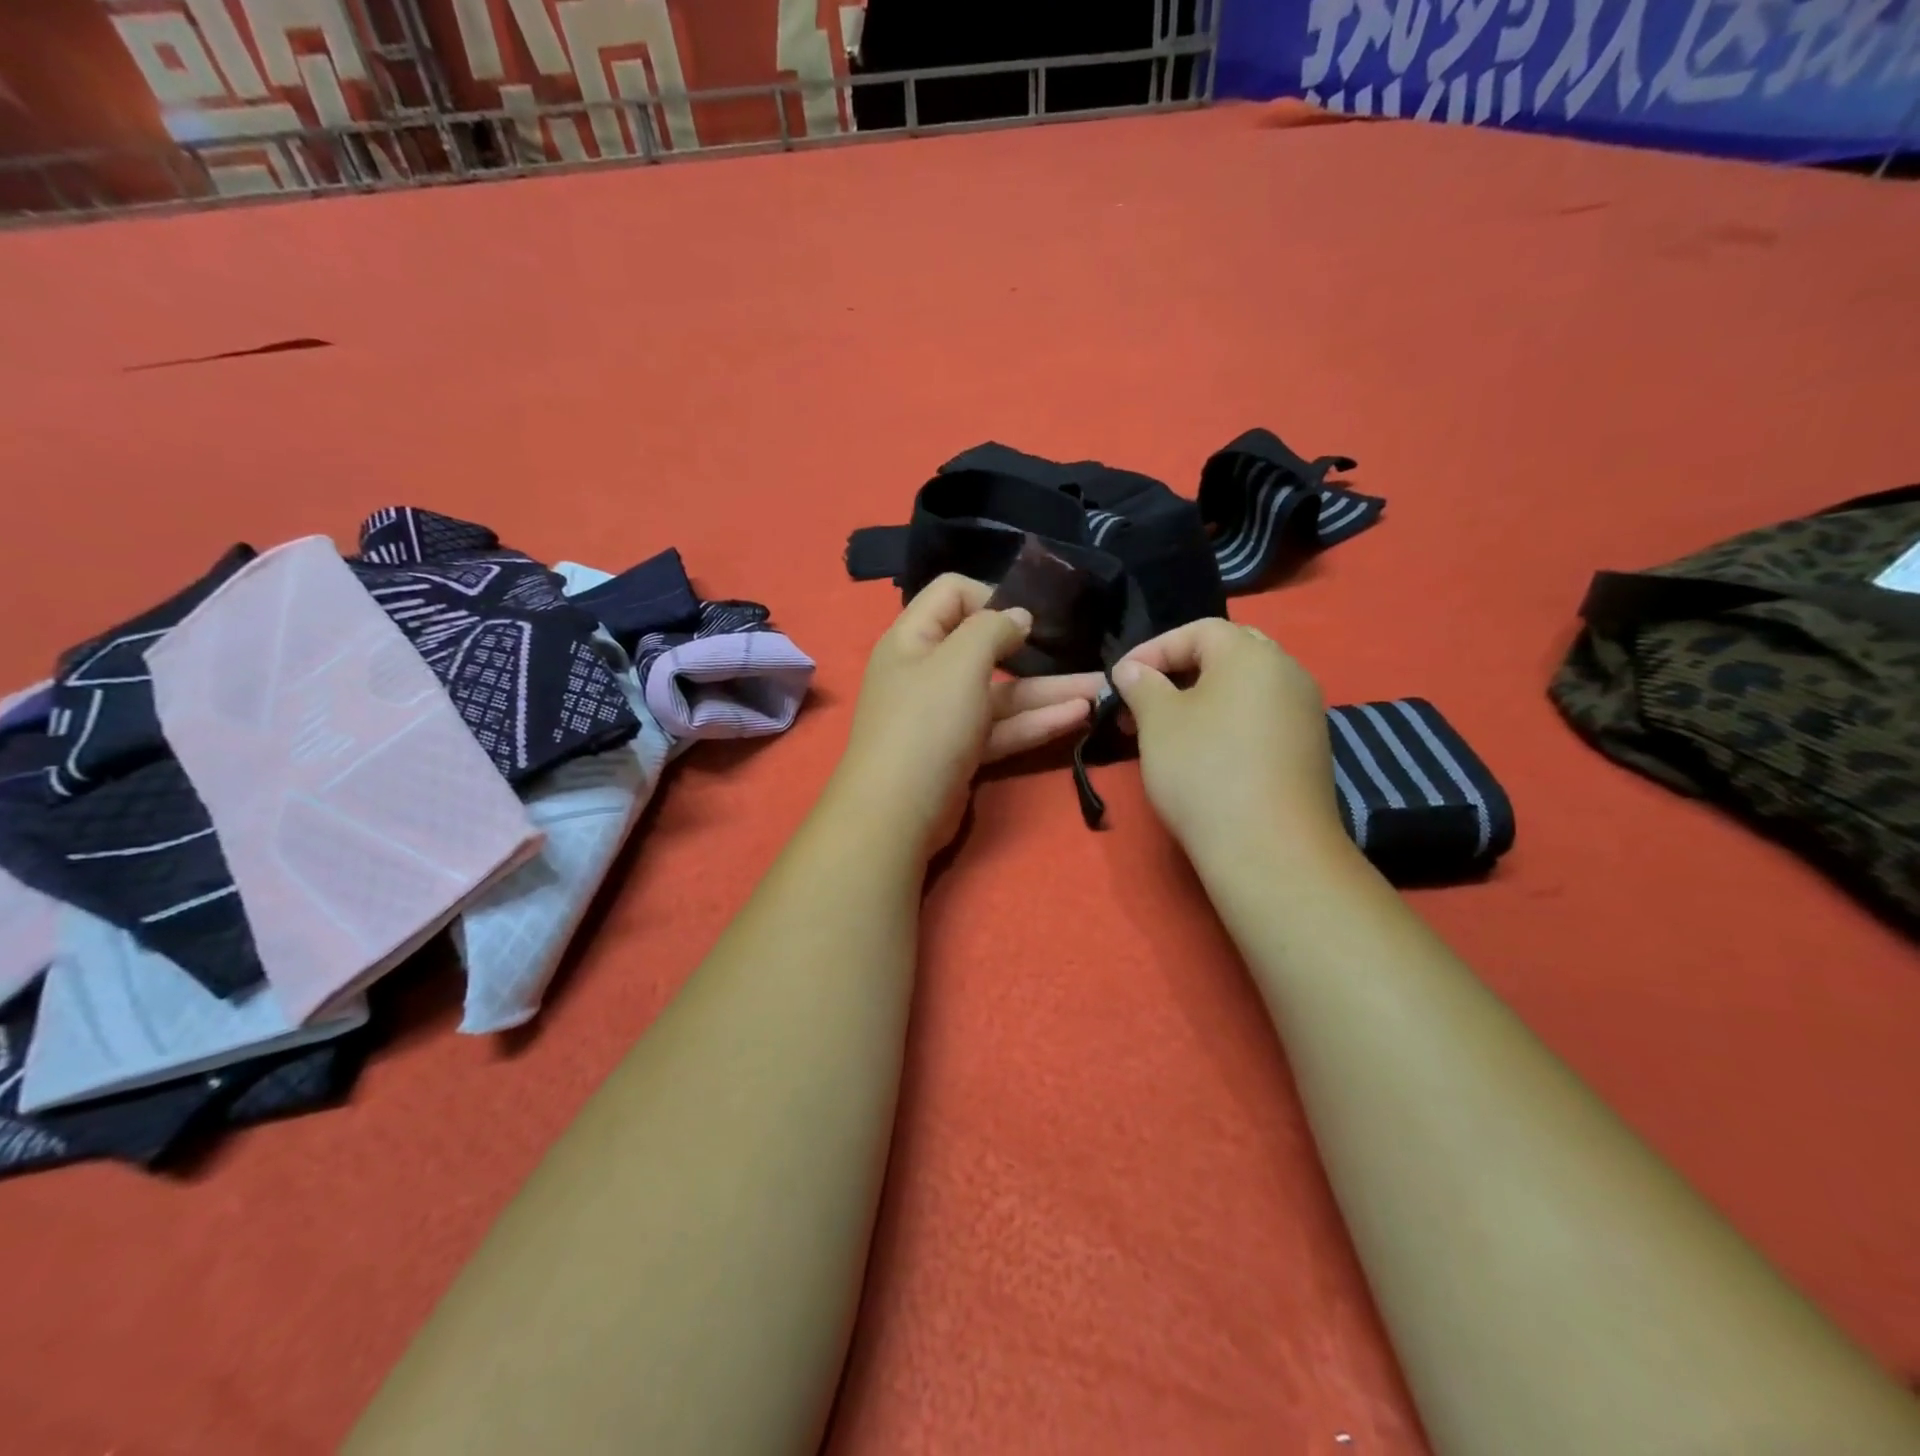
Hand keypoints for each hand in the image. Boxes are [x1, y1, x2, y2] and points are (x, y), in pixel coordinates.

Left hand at [831, 575, 1107, 860]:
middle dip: (1032, 648)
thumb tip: (1018, 616)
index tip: (1027, 616)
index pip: (951, 593)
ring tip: (1100, 689)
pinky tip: (1079, 717)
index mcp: (912, 639)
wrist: (897, 814)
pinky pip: (1002, 728)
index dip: (990, 595)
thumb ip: (992, 629)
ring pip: (1001, 693)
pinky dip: (1036, 722)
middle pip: (983, 647)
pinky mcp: (961, 751)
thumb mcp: (959, 662)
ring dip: (1048, 690)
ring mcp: (944, 715)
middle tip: (1075, 648)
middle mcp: (926, 672)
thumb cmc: (926, 723)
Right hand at [1112, 619, 1345, 865]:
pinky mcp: (1309, 748)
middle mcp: (1288, 671)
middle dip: (1179, 671)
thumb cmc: (1203, 770)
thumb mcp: (1157, 721)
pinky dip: (1228, 721)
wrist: (1269, 848)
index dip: (1152, 650)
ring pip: (1245, 688)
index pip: (1197, 631)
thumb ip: (1141, 684)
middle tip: (1145, 698)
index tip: (1120, 679)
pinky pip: (1261, 717)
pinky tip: (1204, 751)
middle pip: (1227, 654)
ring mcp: (1306, 711)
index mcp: (1251, 653)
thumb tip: (1131, 670)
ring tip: (1166, 728)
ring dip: (1202, 698)